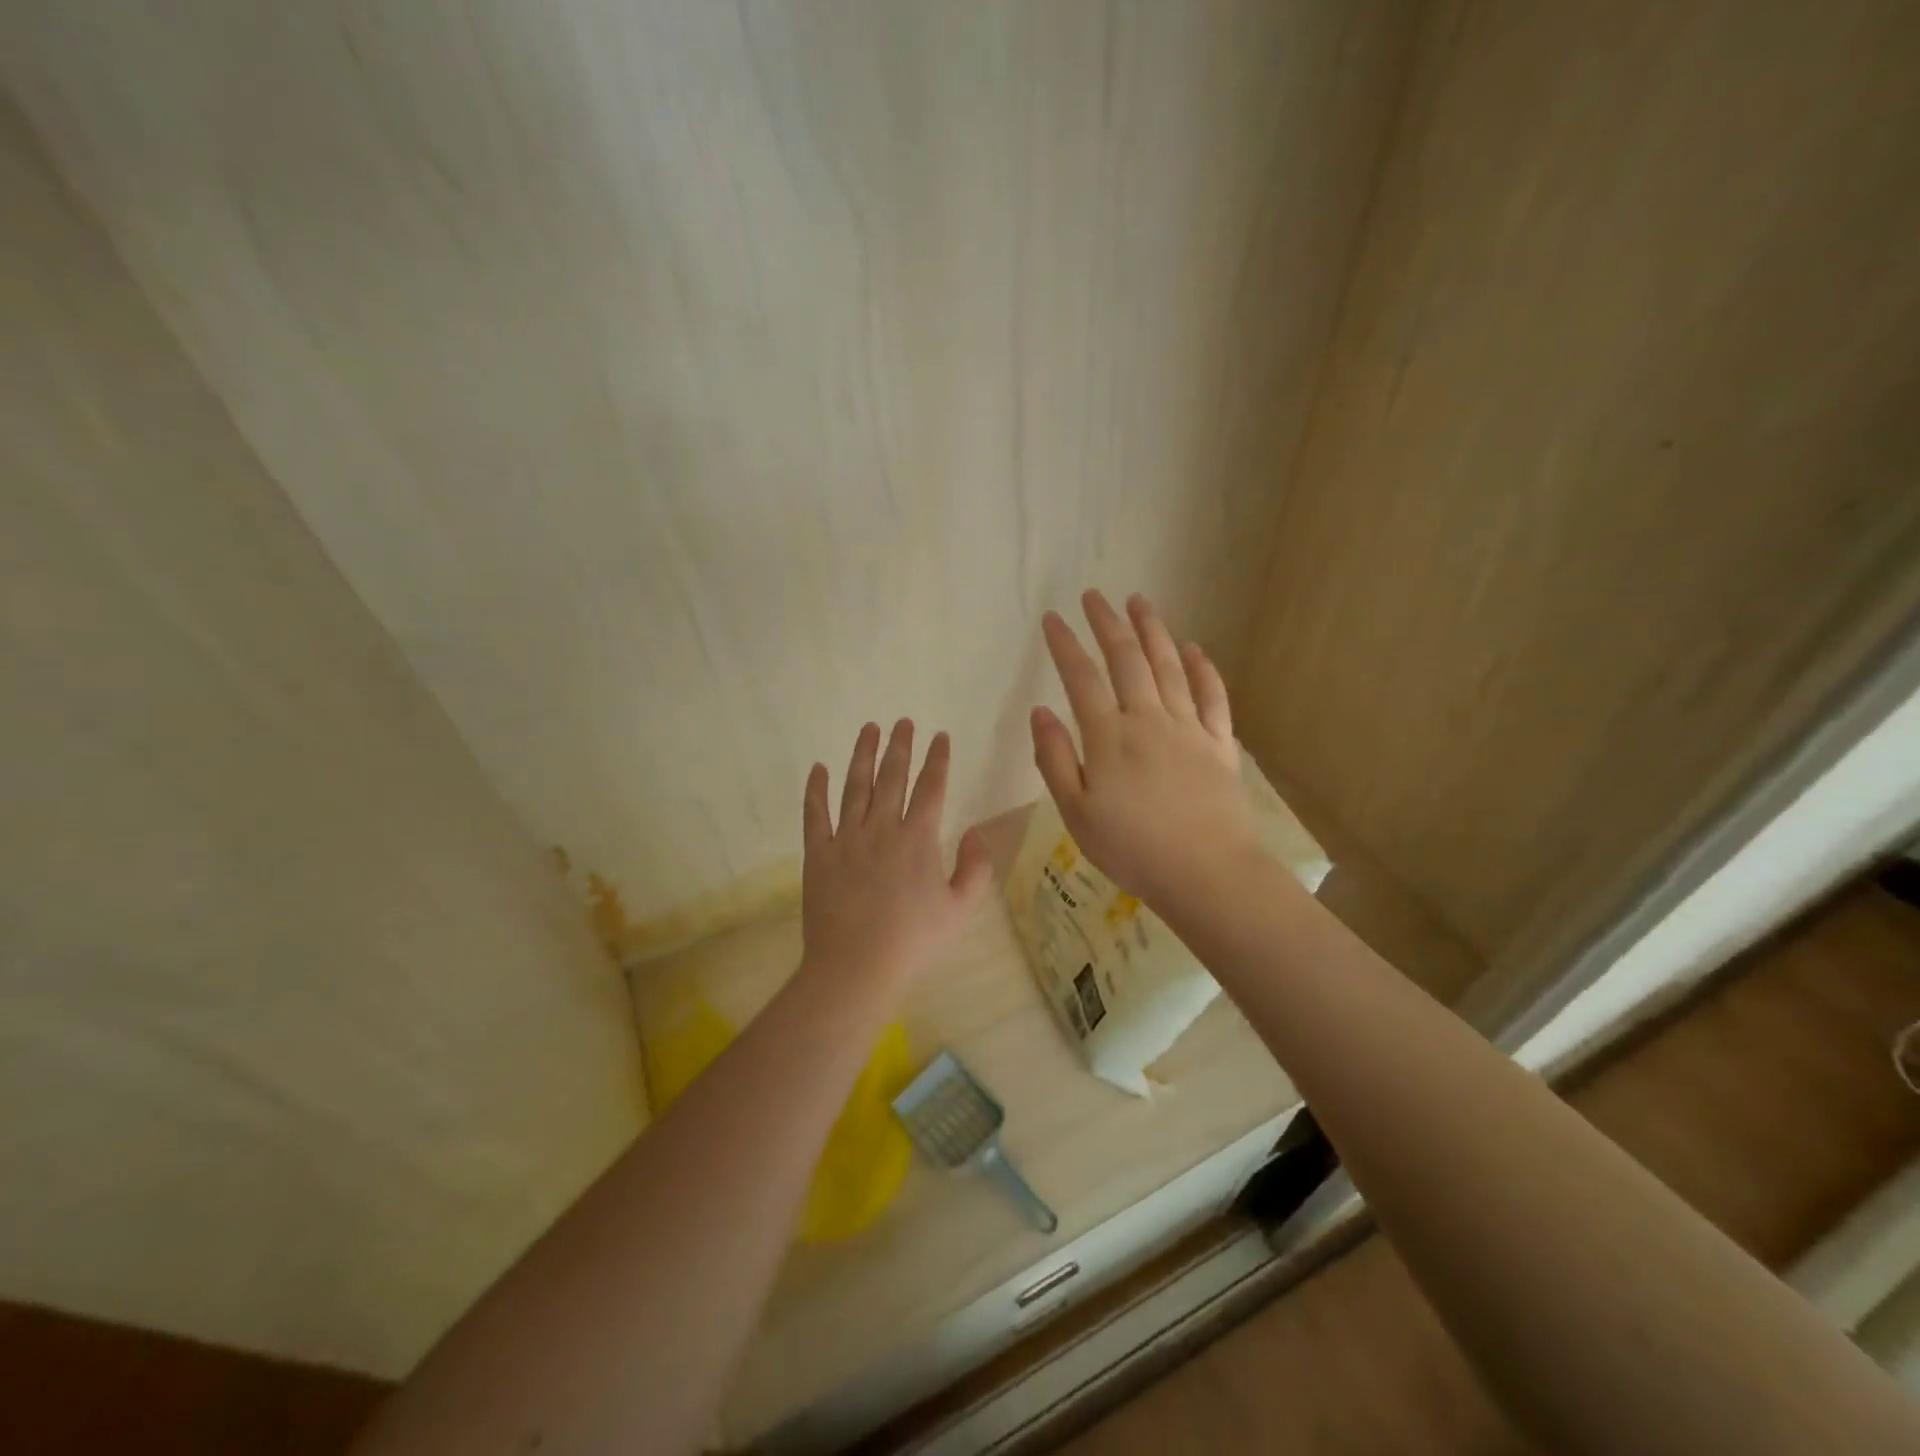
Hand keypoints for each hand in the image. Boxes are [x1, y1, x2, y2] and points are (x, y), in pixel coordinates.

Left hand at [801, 720, 992, 985]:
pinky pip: (815, 814)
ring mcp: (846, 838)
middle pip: (892, 777)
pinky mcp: (818, 853)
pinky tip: (818, 768)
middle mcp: (882, 828)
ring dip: (863, 755)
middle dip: (900, 746)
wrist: (856, 966)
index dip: (937, 759)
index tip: (940, 736)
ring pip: (855, 786)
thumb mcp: (960, 910)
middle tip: (902, 721)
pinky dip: (816, 789)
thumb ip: (976, 868)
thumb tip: (977, 831)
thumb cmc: (913, 941)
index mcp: (918, 839)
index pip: (931, 787)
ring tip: (869, 729)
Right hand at [1031, 591, 1260, 909]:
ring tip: (1139, 602)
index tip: (1053, 618)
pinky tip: (1194, 648)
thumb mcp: (1076, 813)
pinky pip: (1212, 696)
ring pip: (1169, 666)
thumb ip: (1056, 760)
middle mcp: (1149, 719)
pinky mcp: (1219, 744)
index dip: (1065, 645)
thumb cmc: (1132, 849)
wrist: (1206, 873)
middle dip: (1108, 623)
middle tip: (1095, 596)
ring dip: (1152, 630)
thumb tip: (1040, 712)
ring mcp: (1189, 728)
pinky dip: (1202, 669)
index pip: (1081, 678)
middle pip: (1127, 659)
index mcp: (1109, 737)